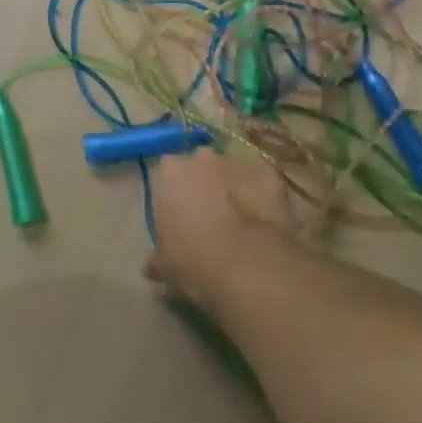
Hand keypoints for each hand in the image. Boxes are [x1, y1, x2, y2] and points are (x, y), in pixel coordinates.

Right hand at [144, 149, 299, 312]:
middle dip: (204, 183)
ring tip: (240, 220)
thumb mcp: (164, 264)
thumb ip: (156, 255)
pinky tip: (264, 221)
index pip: (168, 172)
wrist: (246, 265)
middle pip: (201, 164)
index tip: (180, 215)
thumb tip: (151, 263)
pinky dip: (261, 195)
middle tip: (209, 215)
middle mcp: (202, 156)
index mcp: (171, 172)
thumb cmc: (193, 261)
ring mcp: (238, 161)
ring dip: (233, 187)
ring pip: (232, 170)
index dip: (175, 193)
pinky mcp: (269, 172)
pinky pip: (261, 181)